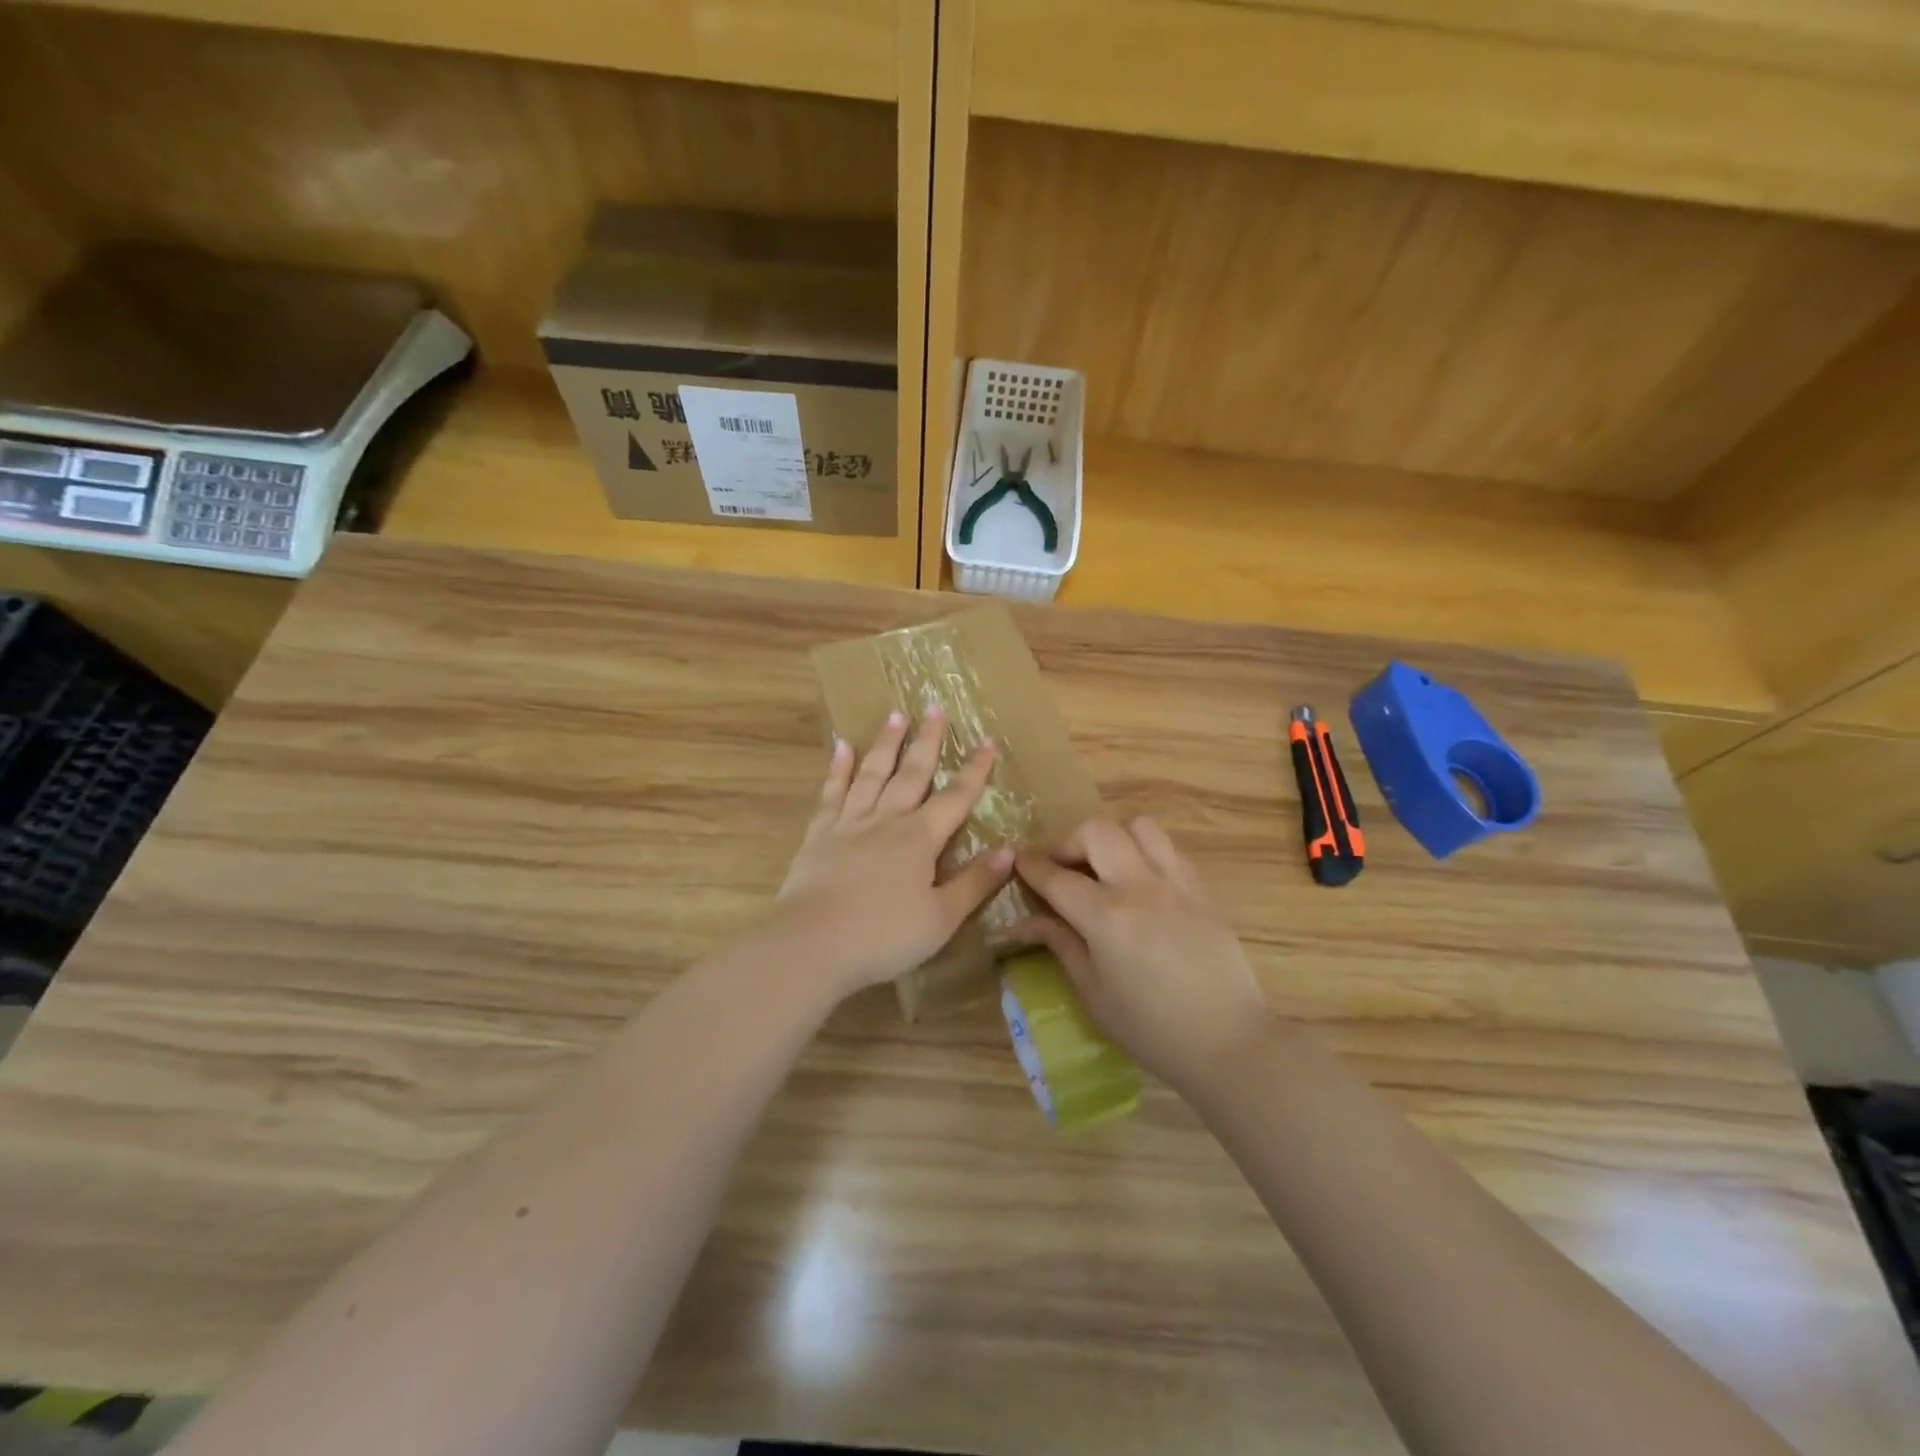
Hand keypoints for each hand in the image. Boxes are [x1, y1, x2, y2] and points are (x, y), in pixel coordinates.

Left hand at [769, 708, 1012, 999]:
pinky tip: (842, 747)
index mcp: (920, 839)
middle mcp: (887, 820)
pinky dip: (838, 769)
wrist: (811, 944)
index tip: (988, 740)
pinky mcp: (819, 834)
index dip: (975, 770)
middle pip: (912, 773)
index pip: (956, 797)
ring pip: (872, 774)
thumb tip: (1009, 851)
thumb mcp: (941, 918)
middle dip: (927, 741)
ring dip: (885, 744)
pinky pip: (831, 793)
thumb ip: (974, 883)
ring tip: (895, 715)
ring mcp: (849, 823)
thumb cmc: (883, 937)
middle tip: (934, 708)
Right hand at [1014, 817, 1271, 1093]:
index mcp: (1106, 917)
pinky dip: (1144, 852)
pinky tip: (1139, 882)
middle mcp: (1139, 887)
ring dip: (1112, 837)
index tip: (1018, 858)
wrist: (1228, 1042)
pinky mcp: (1201, 890)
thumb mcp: (1093, 993)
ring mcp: (1175, 883)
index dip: (1032, 864)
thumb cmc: (1151, 1029)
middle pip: (1097, 831)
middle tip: (1063, 868)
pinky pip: (1168, 849)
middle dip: (1069, 841)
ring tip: (1104, 865)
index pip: (1057, 876)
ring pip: (1139, 826)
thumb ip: (1061, 945)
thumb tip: (1028, 921)